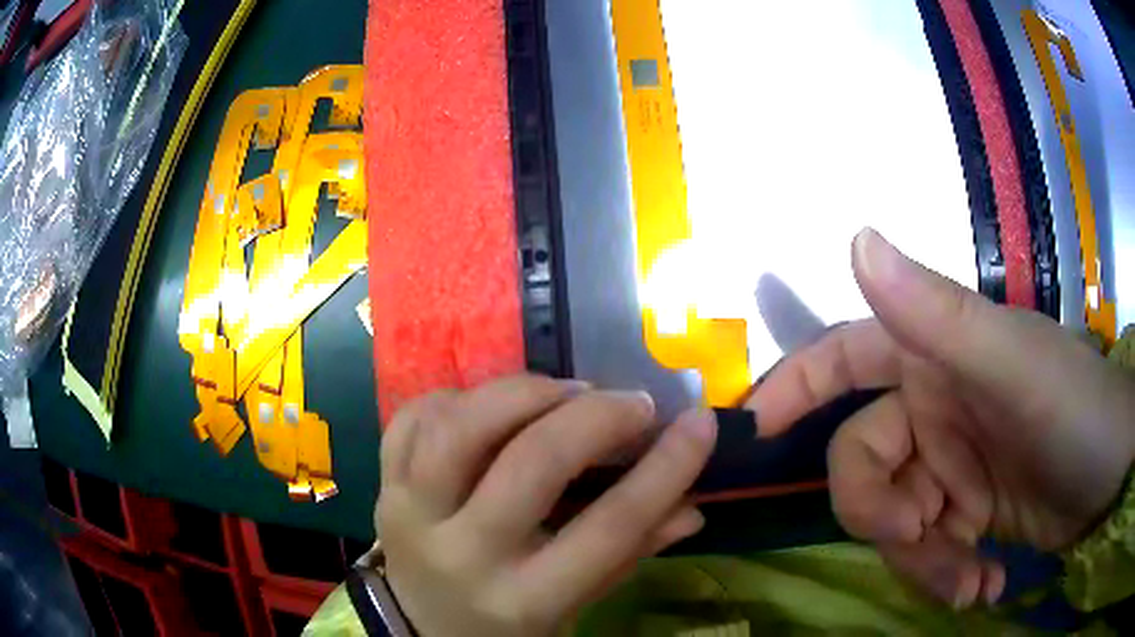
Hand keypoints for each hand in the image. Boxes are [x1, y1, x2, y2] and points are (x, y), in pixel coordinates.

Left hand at [376, 376, 716, 635]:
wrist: (424, 629)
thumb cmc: (509, 623)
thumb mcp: (575, 605)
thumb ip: (631, 554)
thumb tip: (692, 505)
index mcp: (524, 600)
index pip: (609, 527)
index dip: (665, 469)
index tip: (701, 424)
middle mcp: (462, 554)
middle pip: (530, 464)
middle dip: (595, 419)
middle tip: (631, 403)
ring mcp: (409, 515)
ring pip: (458, 427)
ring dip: (522, 393)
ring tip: (566, 391)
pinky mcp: (382, 487)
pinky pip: (410, 420)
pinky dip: (455, 397)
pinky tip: (492, 405)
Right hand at [748, 229, 1134, 607]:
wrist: (1112, 471)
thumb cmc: (1074, 407)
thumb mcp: (1010, 364)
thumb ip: (935, 311)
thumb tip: (855, 239)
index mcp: (935, 362)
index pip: (844, 359)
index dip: (794, 387)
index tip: (753, 432)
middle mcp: (934, 413)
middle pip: (864, 468)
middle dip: (883, 515)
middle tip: (927, 536)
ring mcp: (951, 470)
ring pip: (896, 525)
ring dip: (926, 564)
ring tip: (972, 582)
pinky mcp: (967, 517)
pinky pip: (929, 556)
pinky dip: (949, 579)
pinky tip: (984, 587)